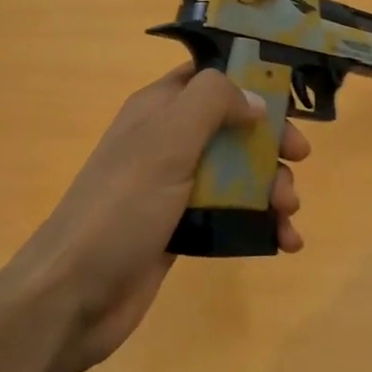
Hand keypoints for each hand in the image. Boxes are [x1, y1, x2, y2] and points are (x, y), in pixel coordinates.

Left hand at [21, 65, 309, 371]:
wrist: (74, 294)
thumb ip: (212, 103)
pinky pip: (231, 216)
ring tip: (288, 213)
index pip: (208, 76)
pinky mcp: (182, 230)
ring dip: (272, 188)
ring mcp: (174, 189)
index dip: (249, 81)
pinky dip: (261, 224)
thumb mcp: (167, 140)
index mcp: (158, 110)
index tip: (288, 99)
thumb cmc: (122, 207)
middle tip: (298, 160)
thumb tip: (256, 99)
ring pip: (237, 175)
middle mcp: (167, 143)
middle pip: (232, 128)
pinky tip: (285, 242)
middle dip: (270, 143)